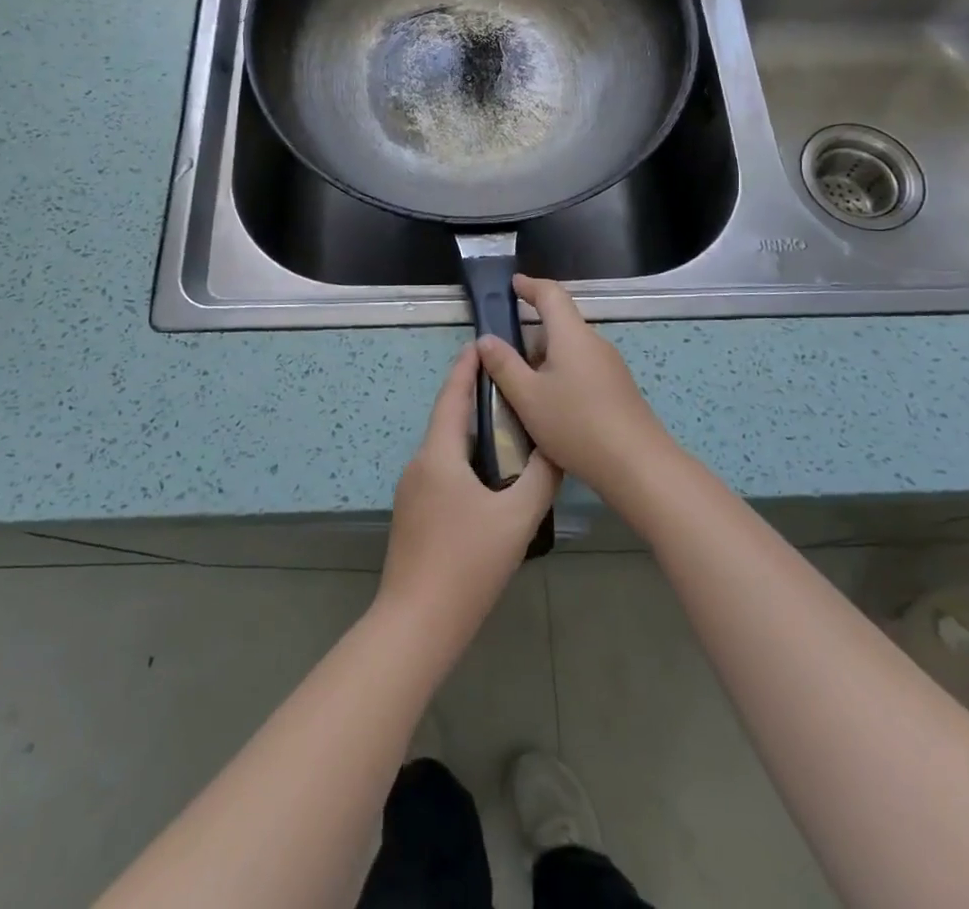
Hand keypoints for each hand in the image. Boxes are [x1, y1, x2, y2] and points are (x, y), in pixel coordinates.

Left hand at [377, 344, 560, 648]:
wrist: (416, 623)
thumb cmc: (467, 563)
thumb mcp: (516, 519)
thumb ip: (541, 479)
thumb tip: (557, 449)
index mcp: (438, 455)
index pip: (451, 397)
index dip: (465, 368)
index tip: (481, 345)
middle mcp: (419, 465)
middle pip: (448, 422)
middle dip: (475, 402)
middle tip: (512, 390)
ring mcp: (411, 492)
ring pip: (445, 451)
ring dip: (472, 436)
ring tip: (508, 432)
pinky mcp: (413, 516)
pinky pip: (441, 474)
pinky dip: (465, 463)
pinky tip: (489, 481)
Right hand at [475, 275, 675, 503]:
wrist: (637, 465)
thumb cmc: (576, 424)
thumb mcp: (527, 397)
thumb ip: (503, 365)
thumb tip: (486, 339)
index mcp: (572, 335)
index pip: (551, 294)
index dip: (530, 286)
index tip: (513, 284)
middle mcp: (594, 343)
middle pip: (560, 325)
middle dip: (531, 334)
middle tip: (504, 355)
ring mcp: (610, 367)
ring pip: (570, 350)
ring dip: (544, 360)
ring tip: (521, 388)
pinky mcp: (617, 389)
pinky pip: (582, 369)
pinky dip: (560, 376)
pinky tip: (550, 407)